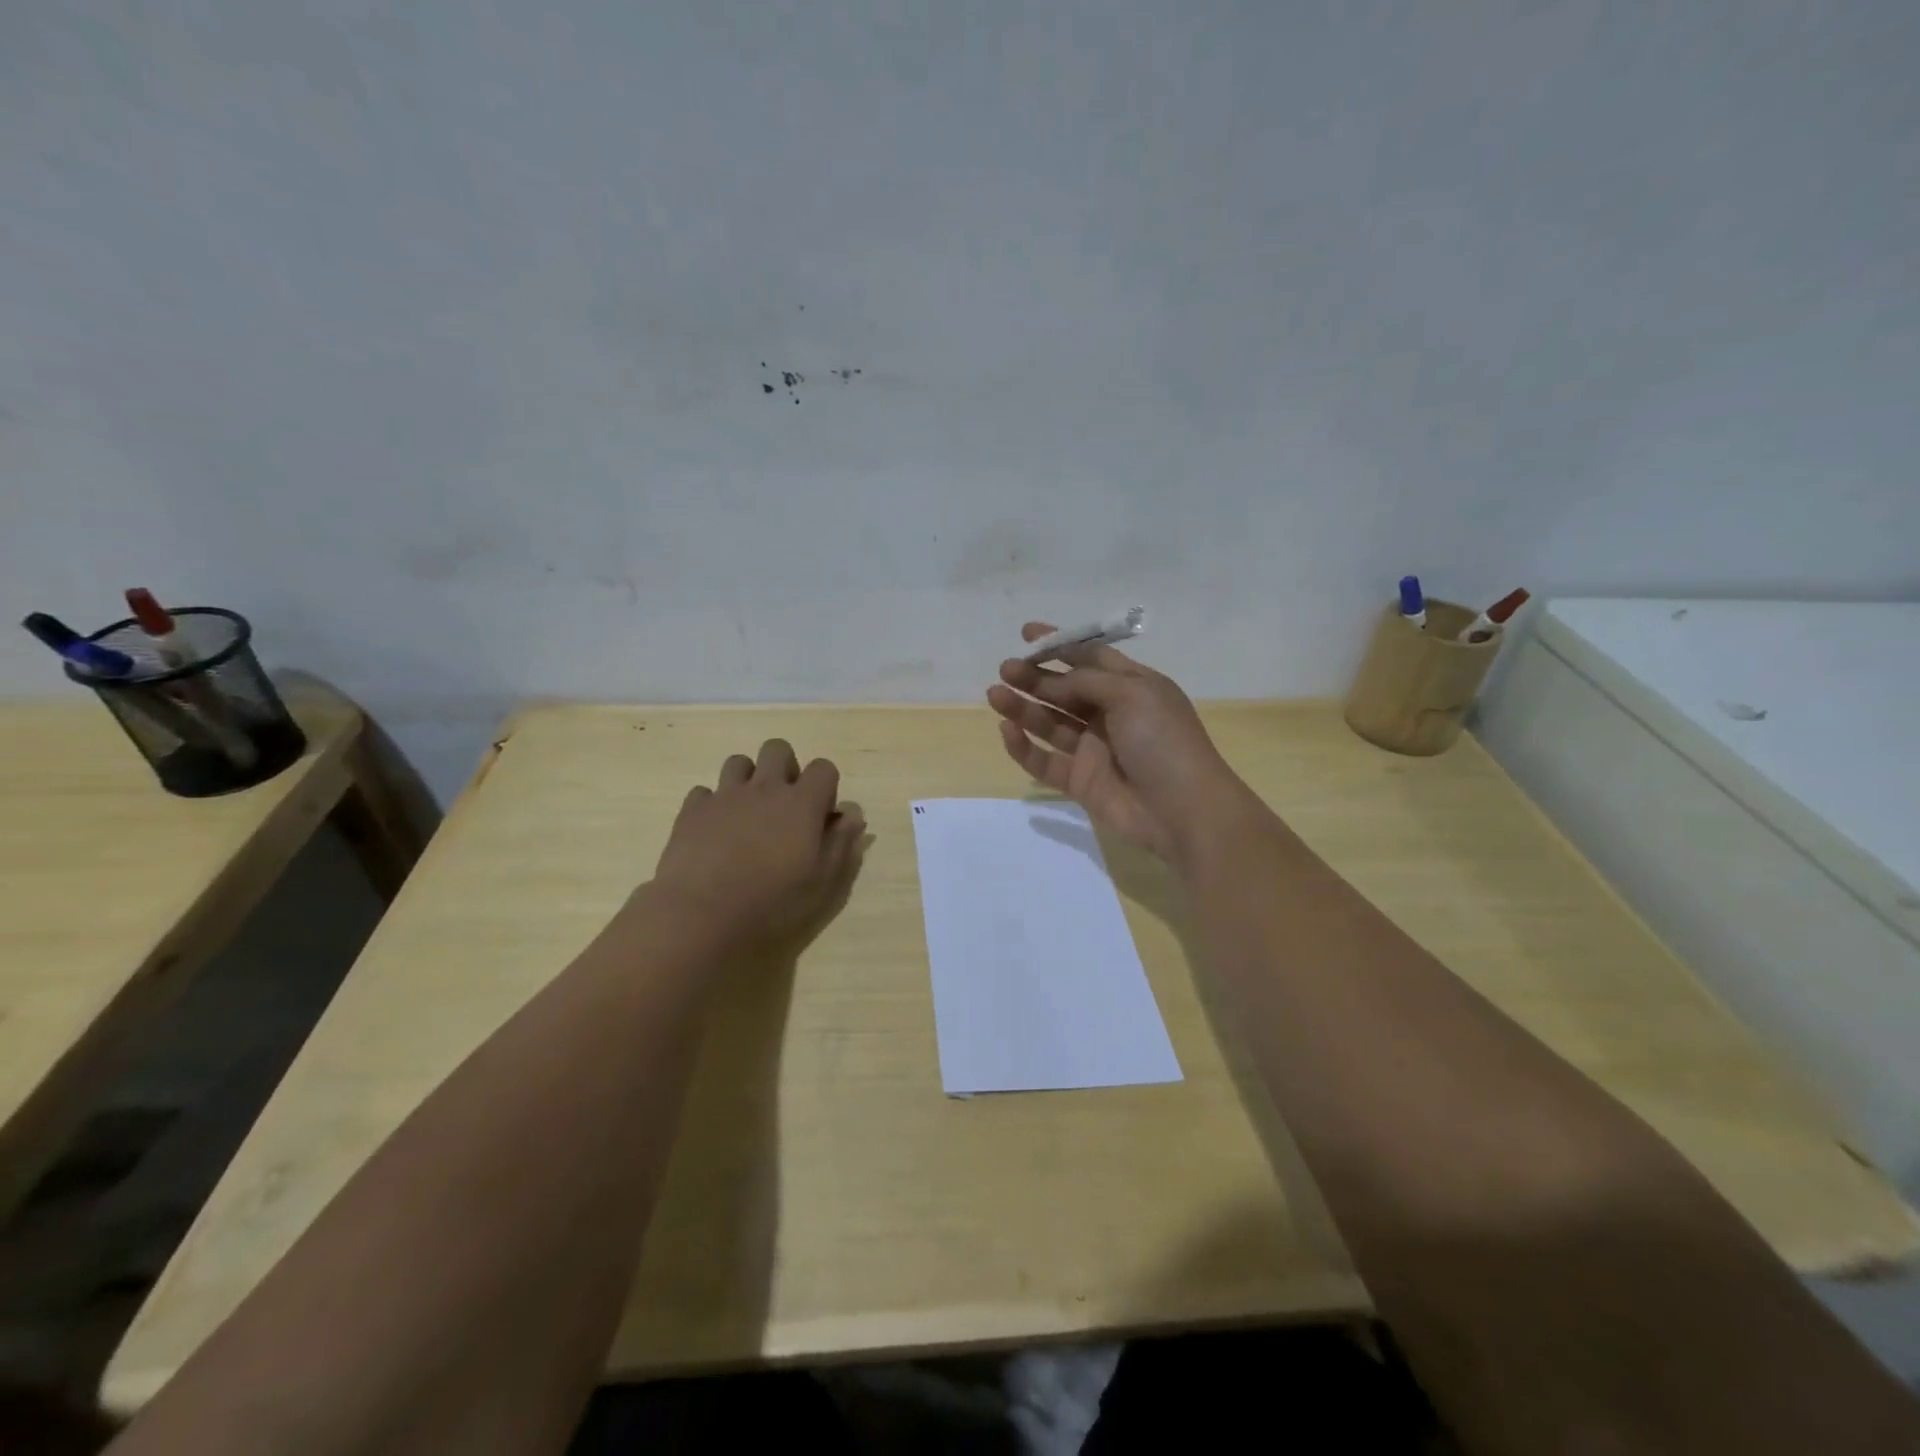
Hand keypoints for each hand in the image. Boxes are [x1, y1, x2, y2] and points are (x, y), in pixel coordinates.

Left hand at [648, 738, 866, 955]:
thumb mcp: (821, 880)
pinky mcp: (693, 810)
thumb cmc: (772, 901)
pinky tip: (714, 830)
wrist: (702, 913)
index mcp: (801, 803)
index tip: (819, 815)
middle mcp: (765, 788)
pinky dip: (713, 804)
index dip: (825, 786)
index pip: (823, 768)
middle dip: (785, 767)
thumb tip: (852, 815)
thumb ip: (841, 842)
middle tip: (784, 805)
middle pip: (778, 749)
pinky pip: (704, 791)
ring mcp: (725, 795)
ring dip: (747, 780)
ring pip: (738, 762)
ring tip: (747, 812)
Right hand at [986, 622, 1257, 862]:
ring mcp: (1094, 749)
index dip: (1061, 644)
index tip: (1027, 633)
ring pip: (1050, 722)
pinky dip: (1024, 747)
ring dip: (1023, 707)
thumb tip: (1052, 682)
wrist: (1183, 810)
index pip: (1091, 658)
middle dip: (1035, 677)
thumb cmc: (1164, 741)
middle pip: (1064, 690)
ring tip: (995, 694)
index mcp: (1132, 686)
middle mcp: (1111, 714)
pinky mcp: (1080, 781)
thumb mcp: (1132, 694)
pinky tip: (1007, 730)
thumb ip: (1087, 681)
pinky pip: (1045, 761)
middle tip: (1006, 668)